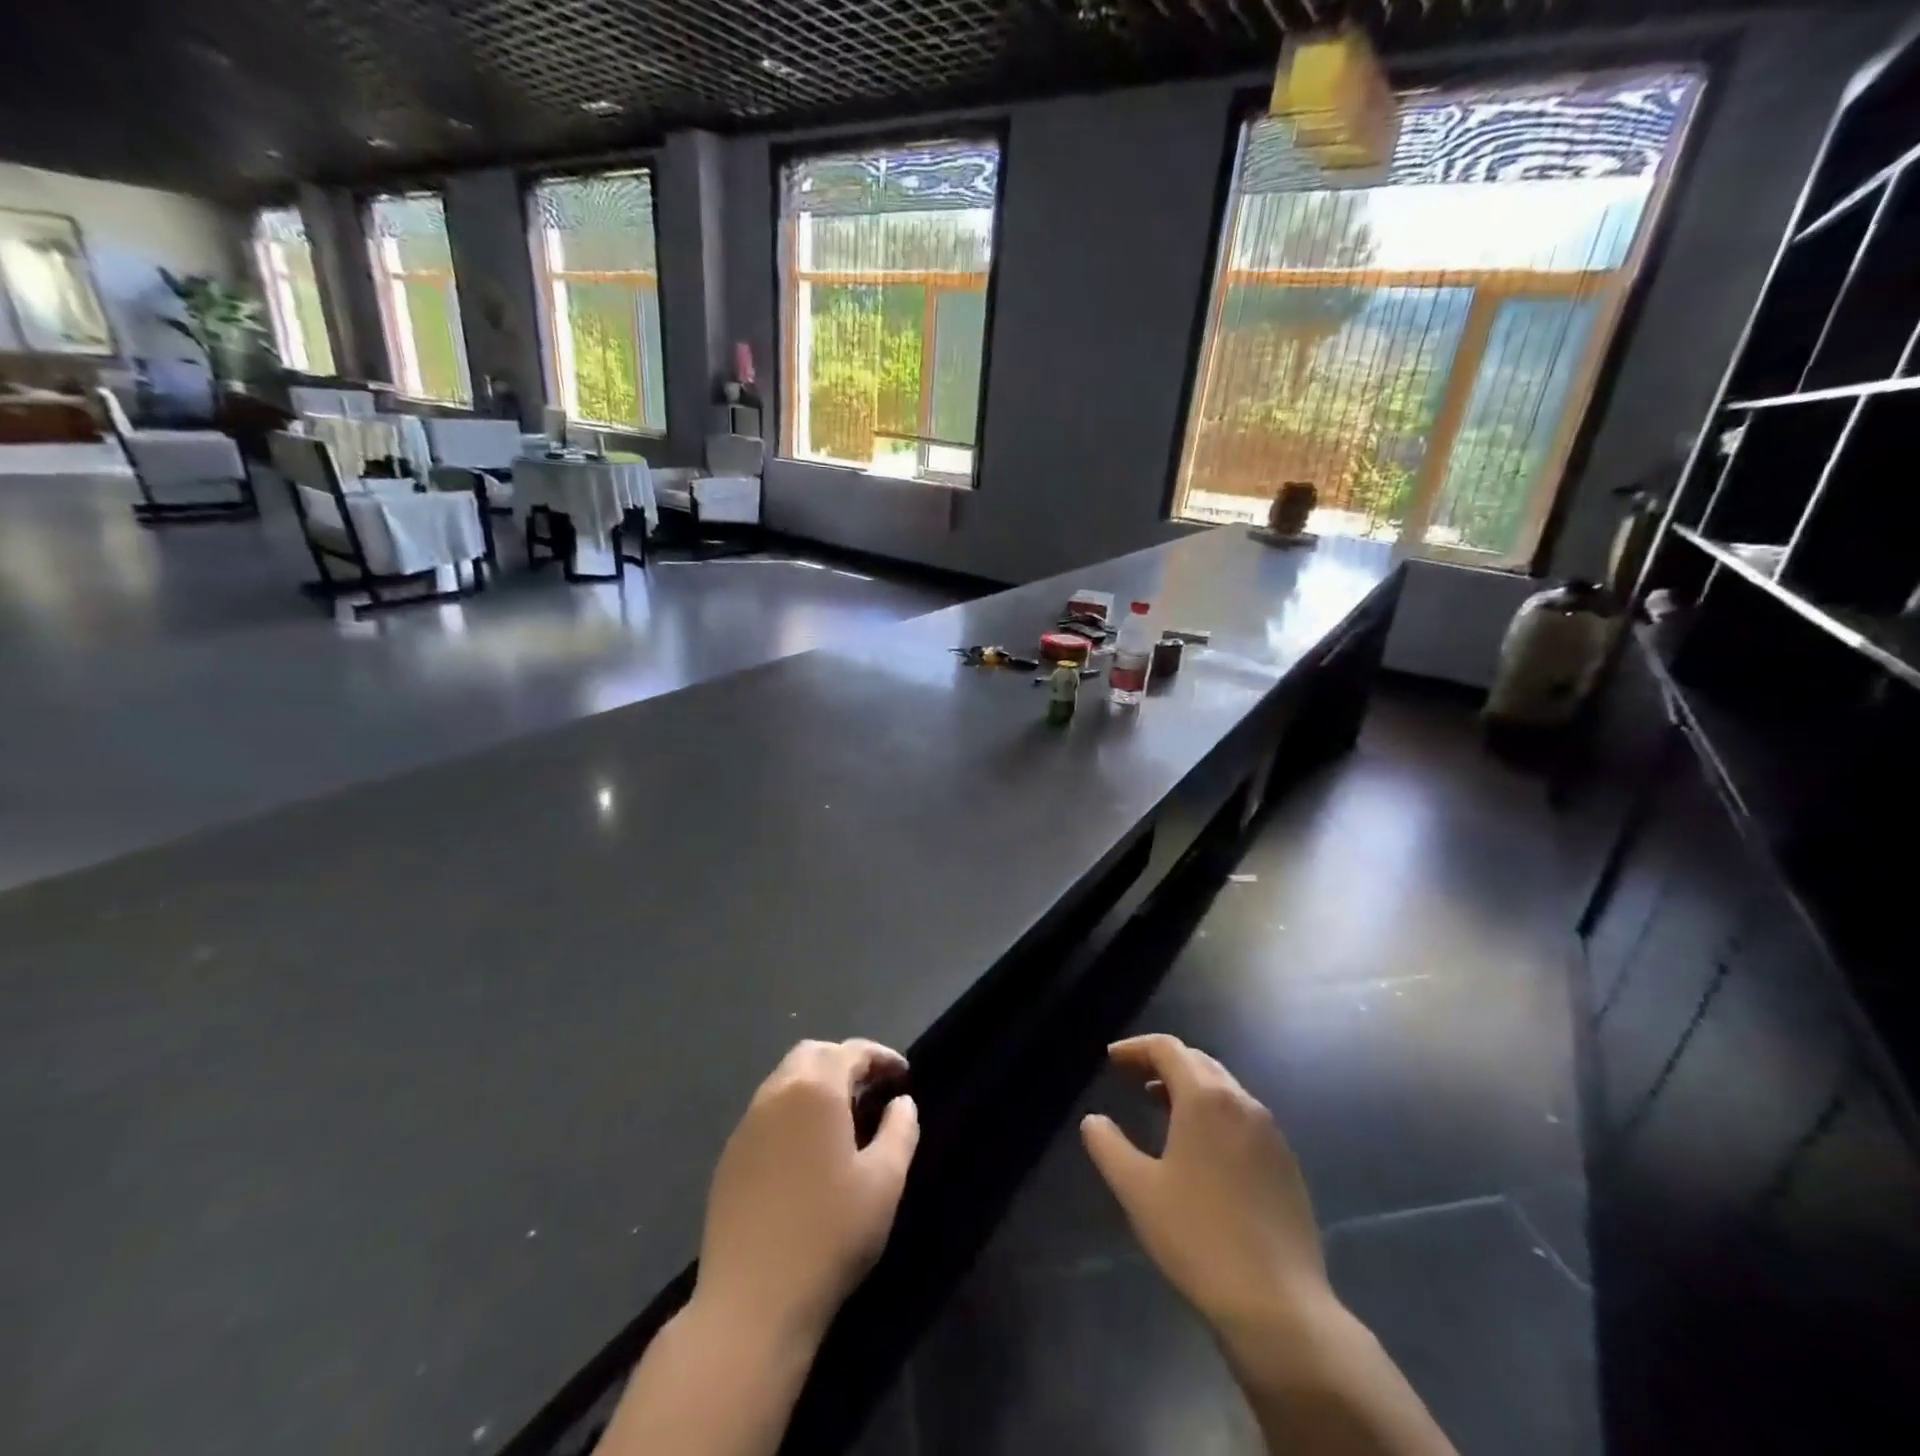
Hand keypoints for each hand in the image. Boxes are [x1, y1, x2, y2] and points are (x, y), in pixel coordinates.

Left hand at [696, 1039, 919, 1344]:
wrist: (751, 1303)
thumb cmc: (829, 1235)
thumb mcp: (884, 1182)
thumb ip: (900, 1131)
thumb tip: (901, 1103)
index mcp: (815, 1090)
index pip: (851, 1051)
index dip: (881, 1057)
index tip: (904, 1076)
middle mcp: (776, 1094)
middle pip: (813, 1054)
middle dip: (845, 1062)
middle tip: (872, 1090)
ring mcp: (747, 1125)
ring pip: (785, 1080)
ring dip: (817, 1084)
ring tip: (844, 1117)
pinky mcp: (729, 1157)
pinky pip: (767, 1112)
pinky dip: (793, 1111)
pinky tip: (807, 1149)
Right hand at [1081, 1034, 1331, 1344]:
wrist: (1278, 1305)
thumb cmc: (1198, 1237)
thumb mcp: (1137, 1190)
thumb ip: (1108, 1146)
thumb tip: (1093, 1120)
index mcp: (1205, 1098)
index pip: (1168, 1049)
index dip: (1136, 1048)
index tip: (1112, 1058)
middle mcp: (1242, 1102)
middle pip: (1198, 1061)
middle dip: (1163, 1062)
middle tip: (1133, 1077)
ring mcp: (1271, 1133)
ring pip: (1224, 1089)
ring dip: (1190, 1087)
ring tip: (1161, 1106)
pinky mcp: (1287, 1164)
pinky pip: (1244, 1118)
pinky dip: (1216, 1113)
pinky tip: (1202, 1148)